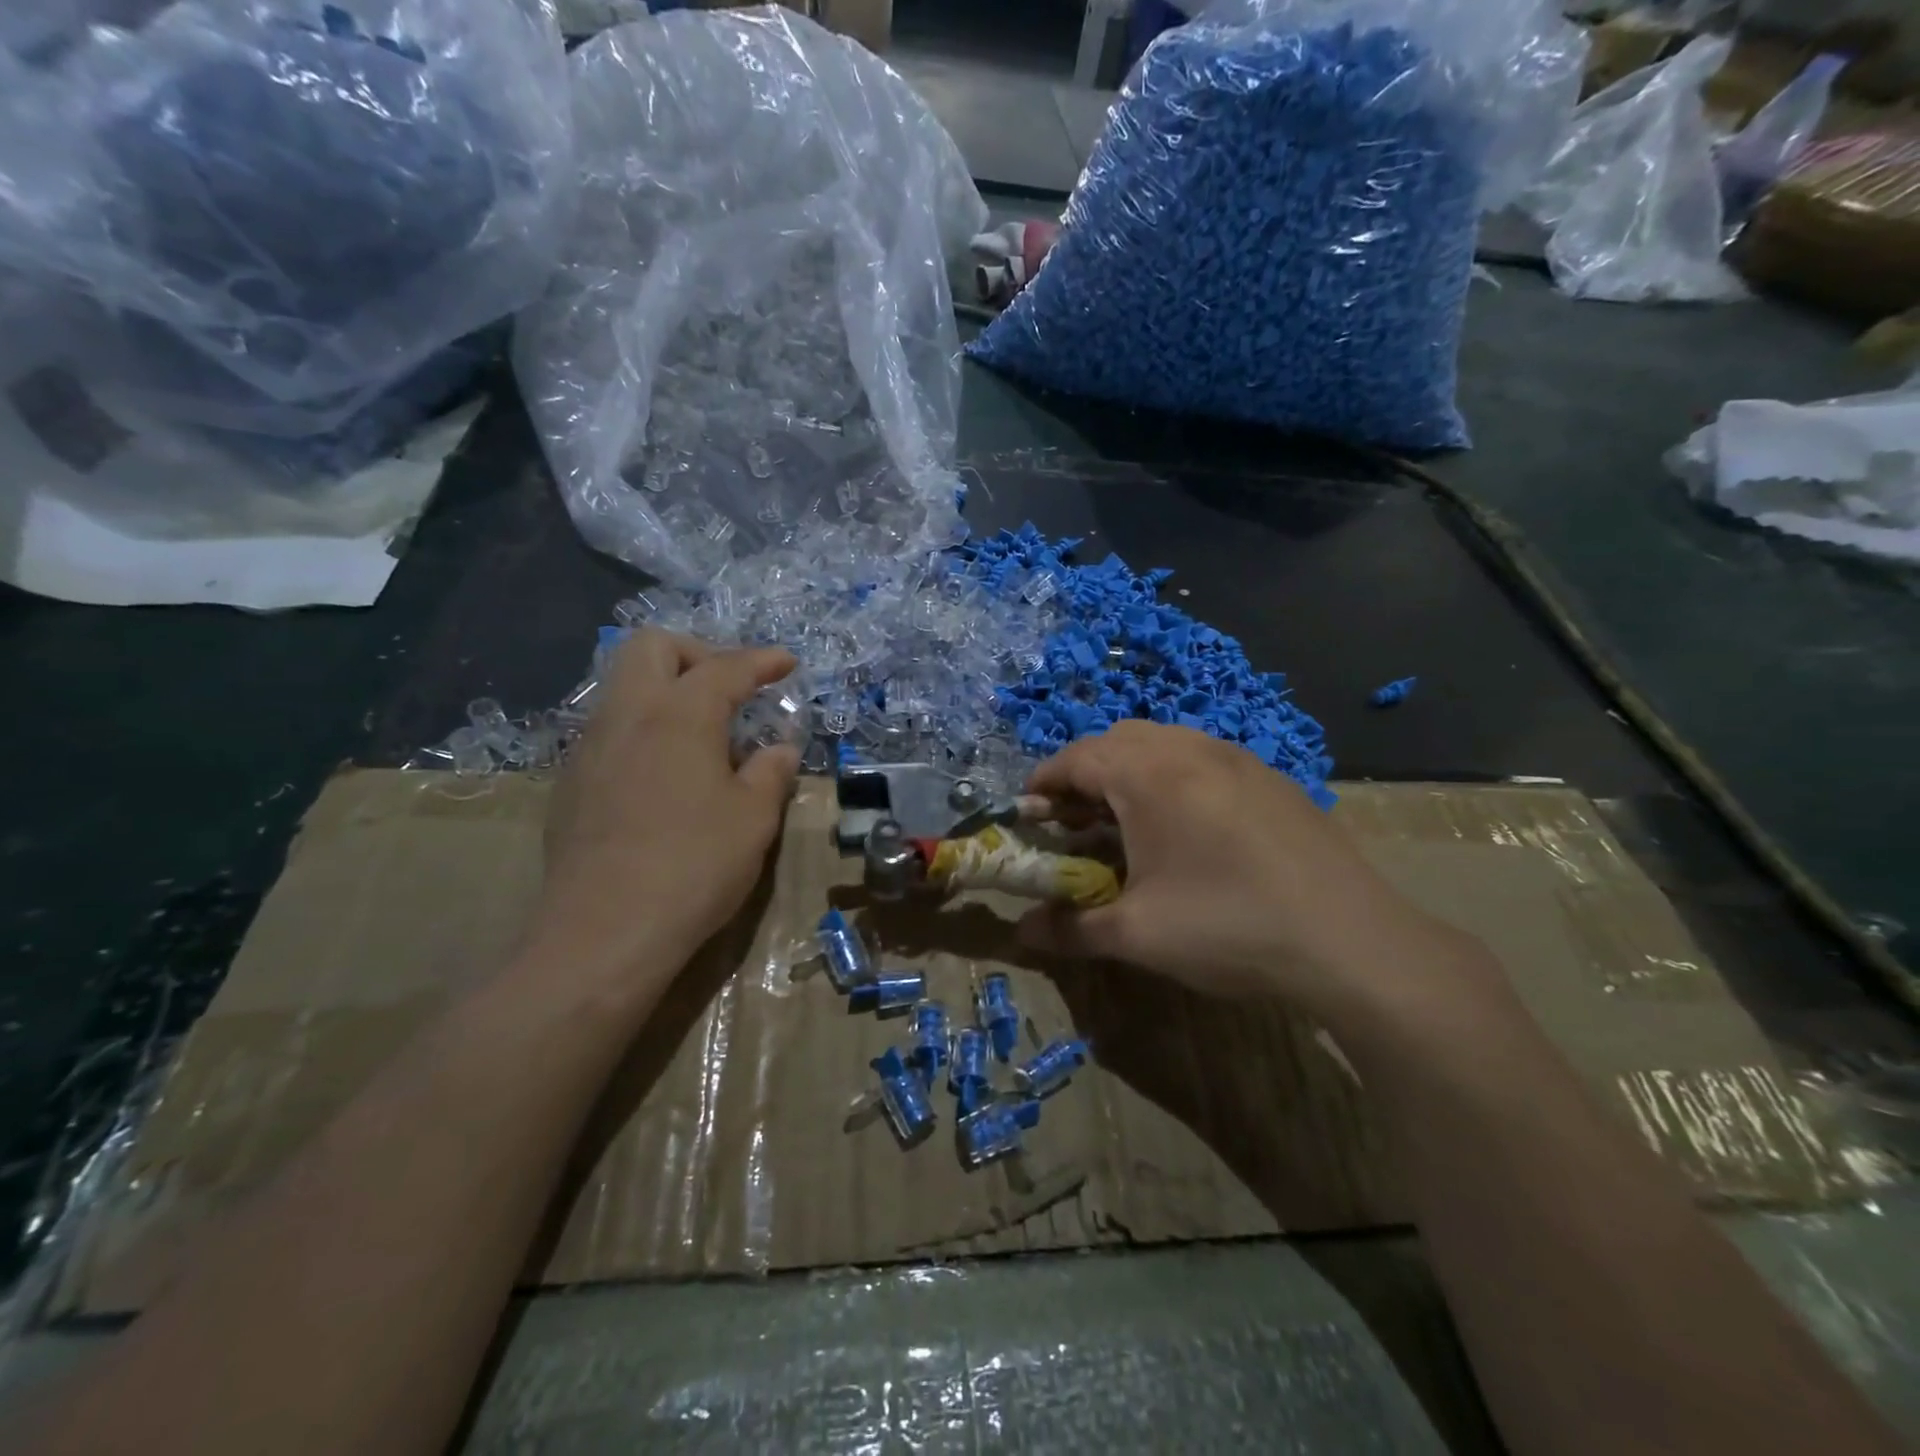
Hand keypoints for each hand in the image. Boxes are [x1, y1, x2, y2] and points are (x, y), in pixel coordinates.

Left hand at [530, 630, 800, 984]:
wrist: (604, 932)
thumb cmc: (694, 865)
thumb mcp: (753, 819)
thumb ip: (771, 773)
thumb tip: (780, 750)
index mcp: (679, 715)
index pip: (724, 668)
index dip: (761, 660)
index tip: (787, 663)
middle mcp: (627, 716)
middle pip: (651, 647)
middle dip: (697, 653)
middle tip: (729, 689)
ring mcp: (590, 748)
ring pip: (623, 686)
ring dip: (666, 690)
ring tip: (702, 736)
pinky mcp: (571, 783)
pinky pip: (611, 730)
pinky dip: (644, 729)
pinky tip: (665, 776)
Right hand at [1019, 722, 1490, 1026]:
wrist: (1352, 942)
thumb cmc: (1228, 928)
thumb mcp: (1136, 936)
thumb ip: (1069, 928)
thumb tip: (1020, 933)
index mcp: (1150, 774)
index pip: (1076, 757)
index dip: (1043, 783)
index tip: (1027, 814)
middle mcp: (1191, 749)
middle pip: (1117, 740)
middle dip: (1085, 774)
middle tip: (1075, 822)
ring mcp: (1238, 757)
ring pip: (1164, 743)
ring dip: (1131, 772)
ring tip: (1128, 823)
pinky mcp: (1271, 778)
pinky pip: (1203, 758)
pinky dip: (1174, 777)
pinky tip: (1188, 828)